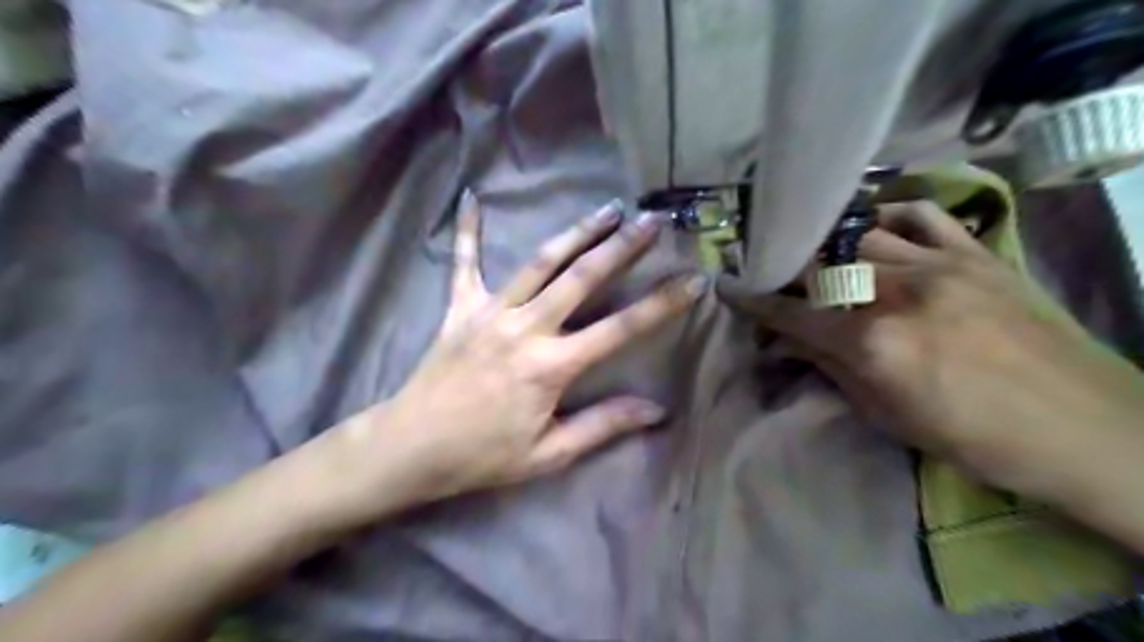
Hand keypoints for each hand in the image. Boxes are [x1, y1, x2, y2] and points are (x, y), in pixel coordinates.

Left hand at [335, 193, 702, 513]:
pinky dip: (467, 230)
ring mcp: (489, 311)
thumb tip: (656, 410)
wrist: (412, 447)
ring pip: (540, 262)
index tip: (692, 280)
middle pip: (582, 278)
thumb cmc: (483, 455)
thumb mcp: (549, 454)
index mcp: (551, 367)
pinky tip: (470, 197)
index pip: (620, 329)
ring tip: (607, 208)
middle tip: (652, 219)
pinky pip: (463, 262)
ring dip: (576, 232)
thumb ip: (603, 426)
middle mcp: (525, 328)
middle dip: (622, 247)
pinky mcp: (459, 307)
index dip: (661, 305)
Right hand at [718, 204, 1142, 497]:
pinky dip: (888, 218)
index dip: (752, 300)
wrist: (1090, 429)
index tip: (726, 287)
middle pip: (820, 266)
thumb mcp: (888, 416)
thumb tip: (785, 343)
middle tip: (773, 276)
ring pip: (861, 235)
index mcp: (874, 343)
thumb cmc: (977, 439)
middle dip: (786, 270)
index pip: (792, 313)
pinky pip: (922, 214)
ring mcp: (942, 265)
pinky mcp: (978, 253)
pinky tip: (877, 233)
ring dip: (829, 246)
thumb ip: (830, 369)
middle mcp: (900, 292)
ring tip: (819, 258)